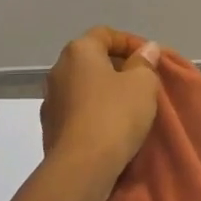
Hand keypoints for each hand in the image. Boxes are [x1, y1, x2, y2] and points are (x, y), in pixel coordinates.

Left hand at [40, 28, 162, 194]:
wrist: (81, 166)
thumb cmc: (115, 115)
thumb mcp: (143, 83)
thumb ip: (145, 62)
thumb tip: (146, 49)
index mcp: (79, 51)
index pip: (105, 34)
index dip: (130, 42)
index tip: (151, 58)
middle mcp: (58, 70)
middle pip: (92, 59)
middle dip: (118, 67)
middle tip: (143, 81)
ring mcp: (50, 100)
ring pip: (83, 86)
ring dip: (104, 91)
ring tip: (128, 106)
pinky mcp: (50, 127)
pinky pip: (77, 110)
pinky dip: (94, 112)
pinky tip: (111, 126)